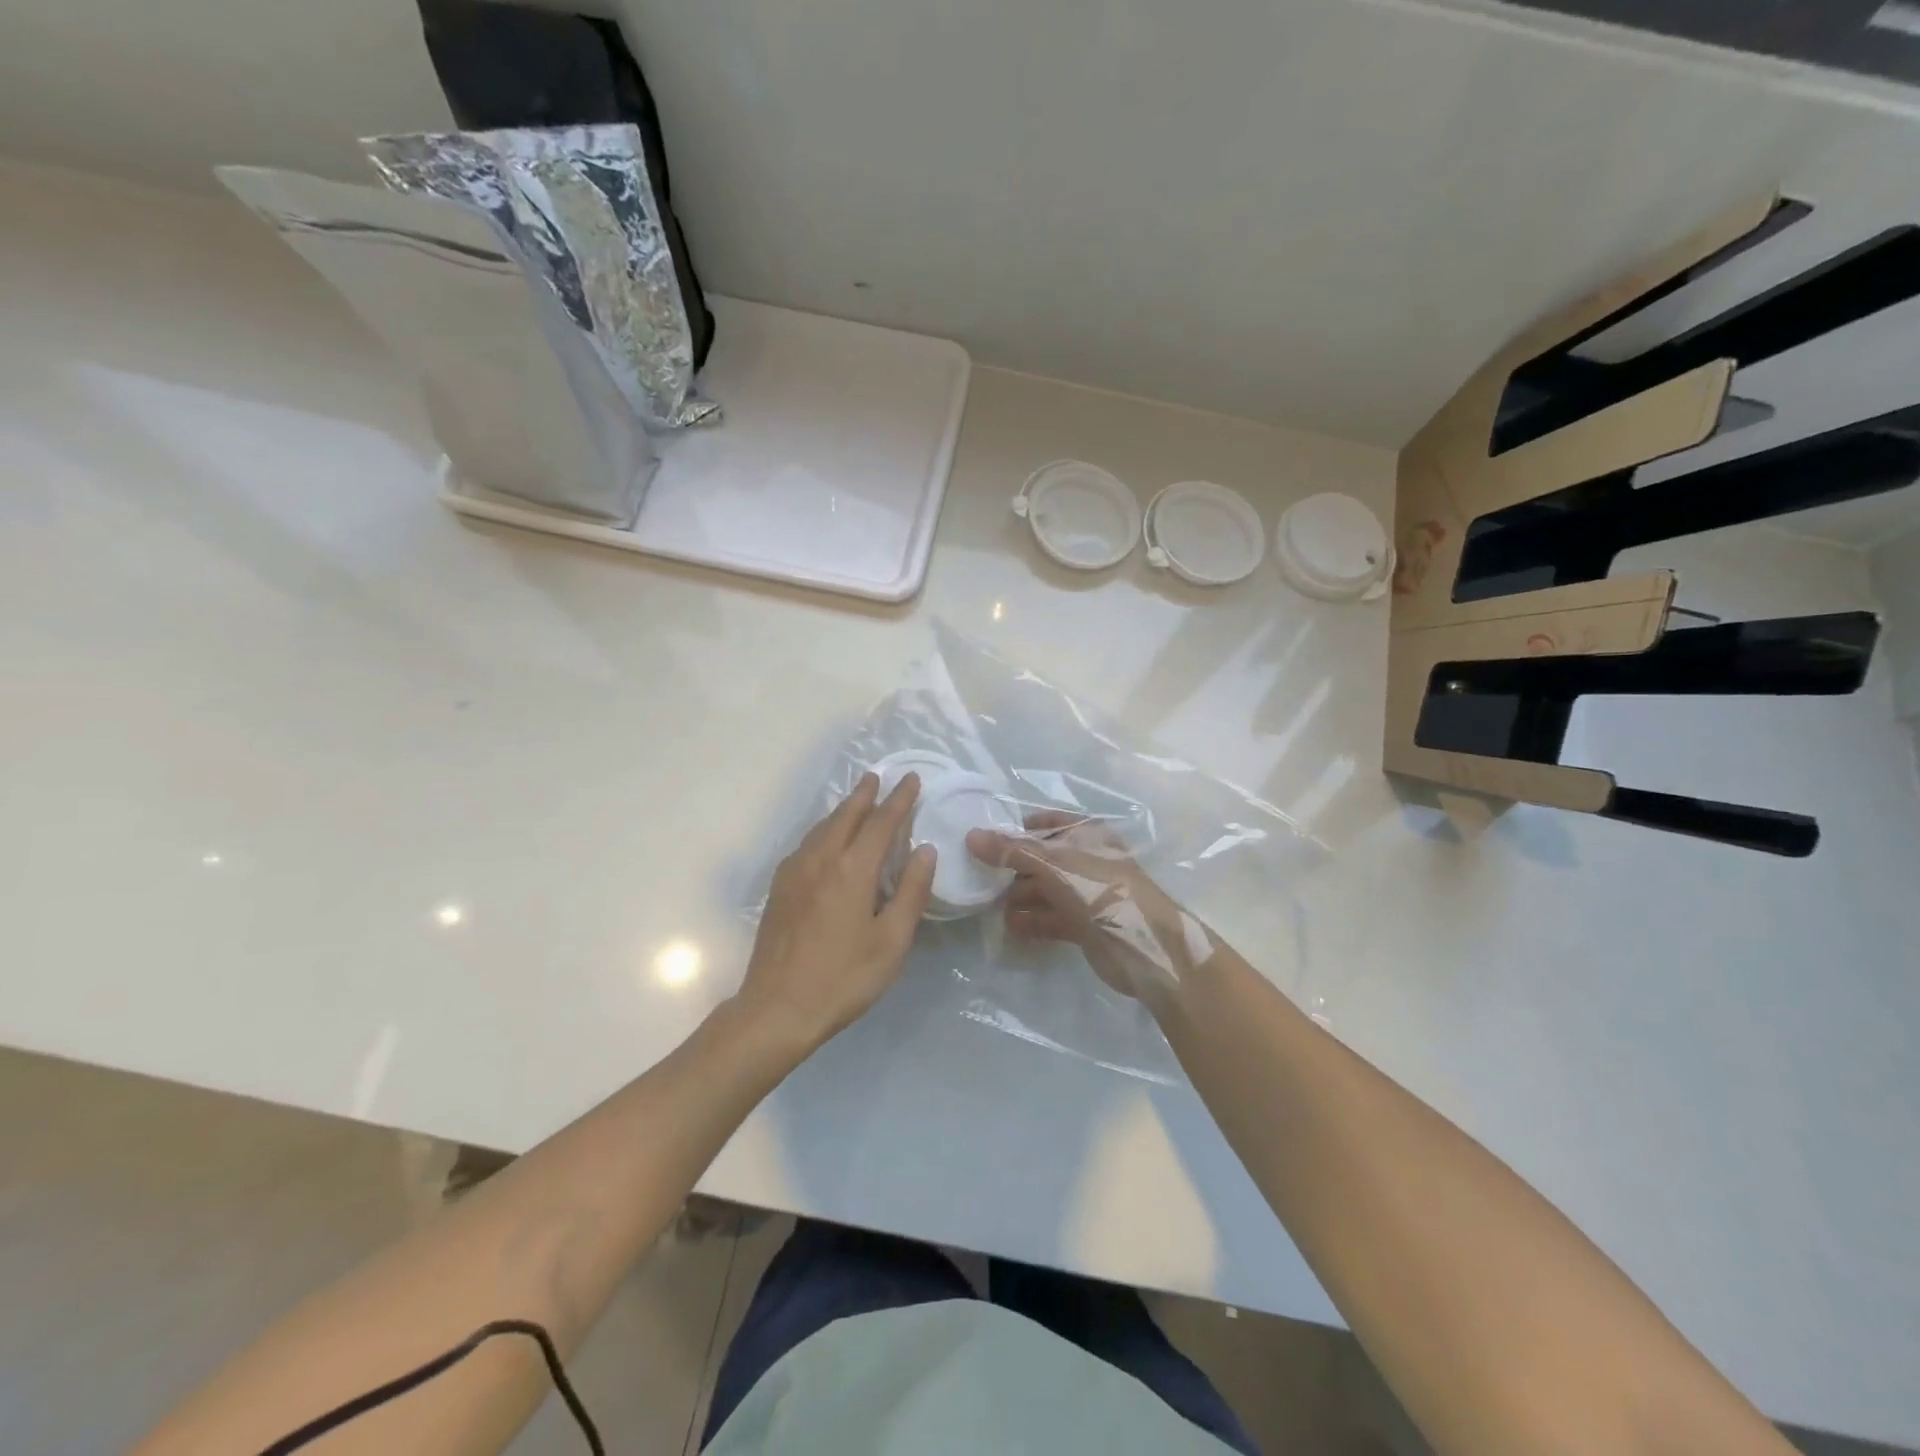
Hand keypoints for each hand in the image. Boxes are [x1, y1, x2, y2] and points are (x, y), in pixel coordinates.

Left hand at [734, 771, 935, 1055]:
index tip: (911, 779)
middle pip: (846, 815)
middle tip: (879, 777)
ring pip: (823, 827)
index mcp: (852, 869)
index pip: (882, 822)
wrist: (777, 1008)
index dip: (899, 799)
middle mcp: (821, 859)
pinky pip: (808, 843)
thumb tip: (925, 850)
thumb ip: (911, 891)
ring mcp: (795, 871)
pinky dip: (825, 829)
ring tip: (857, 800)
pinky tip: (828, 839)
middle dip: (866, 794)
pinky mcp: (780, 887)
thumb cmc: (843, 978)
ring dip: (843, 809)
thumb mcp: (891, 941)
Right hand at [966, 811, 1215, 1011]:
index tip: (988, 840)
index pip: (1048, 823)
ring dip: (1020, 897)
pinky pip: (1051, 917)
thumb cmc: (1103, 891)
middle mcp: (1087, 860)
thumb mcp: (1054, 865)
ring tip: (991, 907)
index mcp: (1087, 835)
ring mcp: (1087, 894)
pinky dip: (1032, 921)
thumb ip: (1012, 851)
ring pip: (1045, 889)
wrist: (1146, 947)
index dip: (1019, 829)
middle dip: (1013, 868)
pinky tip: (1011, 928)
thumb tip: (971, 836)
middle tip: (981, 878)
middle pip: (1042, 858)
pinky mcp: (1085, 925)